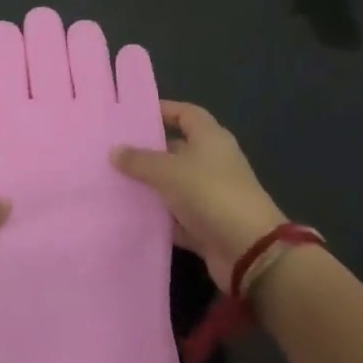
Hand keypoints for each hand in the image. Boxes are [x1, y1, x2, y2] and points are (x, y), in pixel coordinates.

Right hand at [112, 101, 286, 292]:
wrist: (249, 252)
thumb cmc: (210, 194)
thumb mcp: (168, 171)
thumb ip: (139, 160)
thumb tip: (114, 150)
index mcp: (210, 139)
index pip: (185, 113)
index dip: (162, 110)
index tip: (132, 115)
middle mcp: (213, 162)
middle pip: (177, 149)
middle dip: (148, 151)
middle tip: (114, 151)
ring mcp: (212, 195)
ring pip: (174, 184)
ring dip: (150, 185)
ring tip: (114, 181)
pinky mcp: (207, 225)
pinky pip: (177, 215)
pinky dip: (159, 216)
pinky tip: (130, 214)